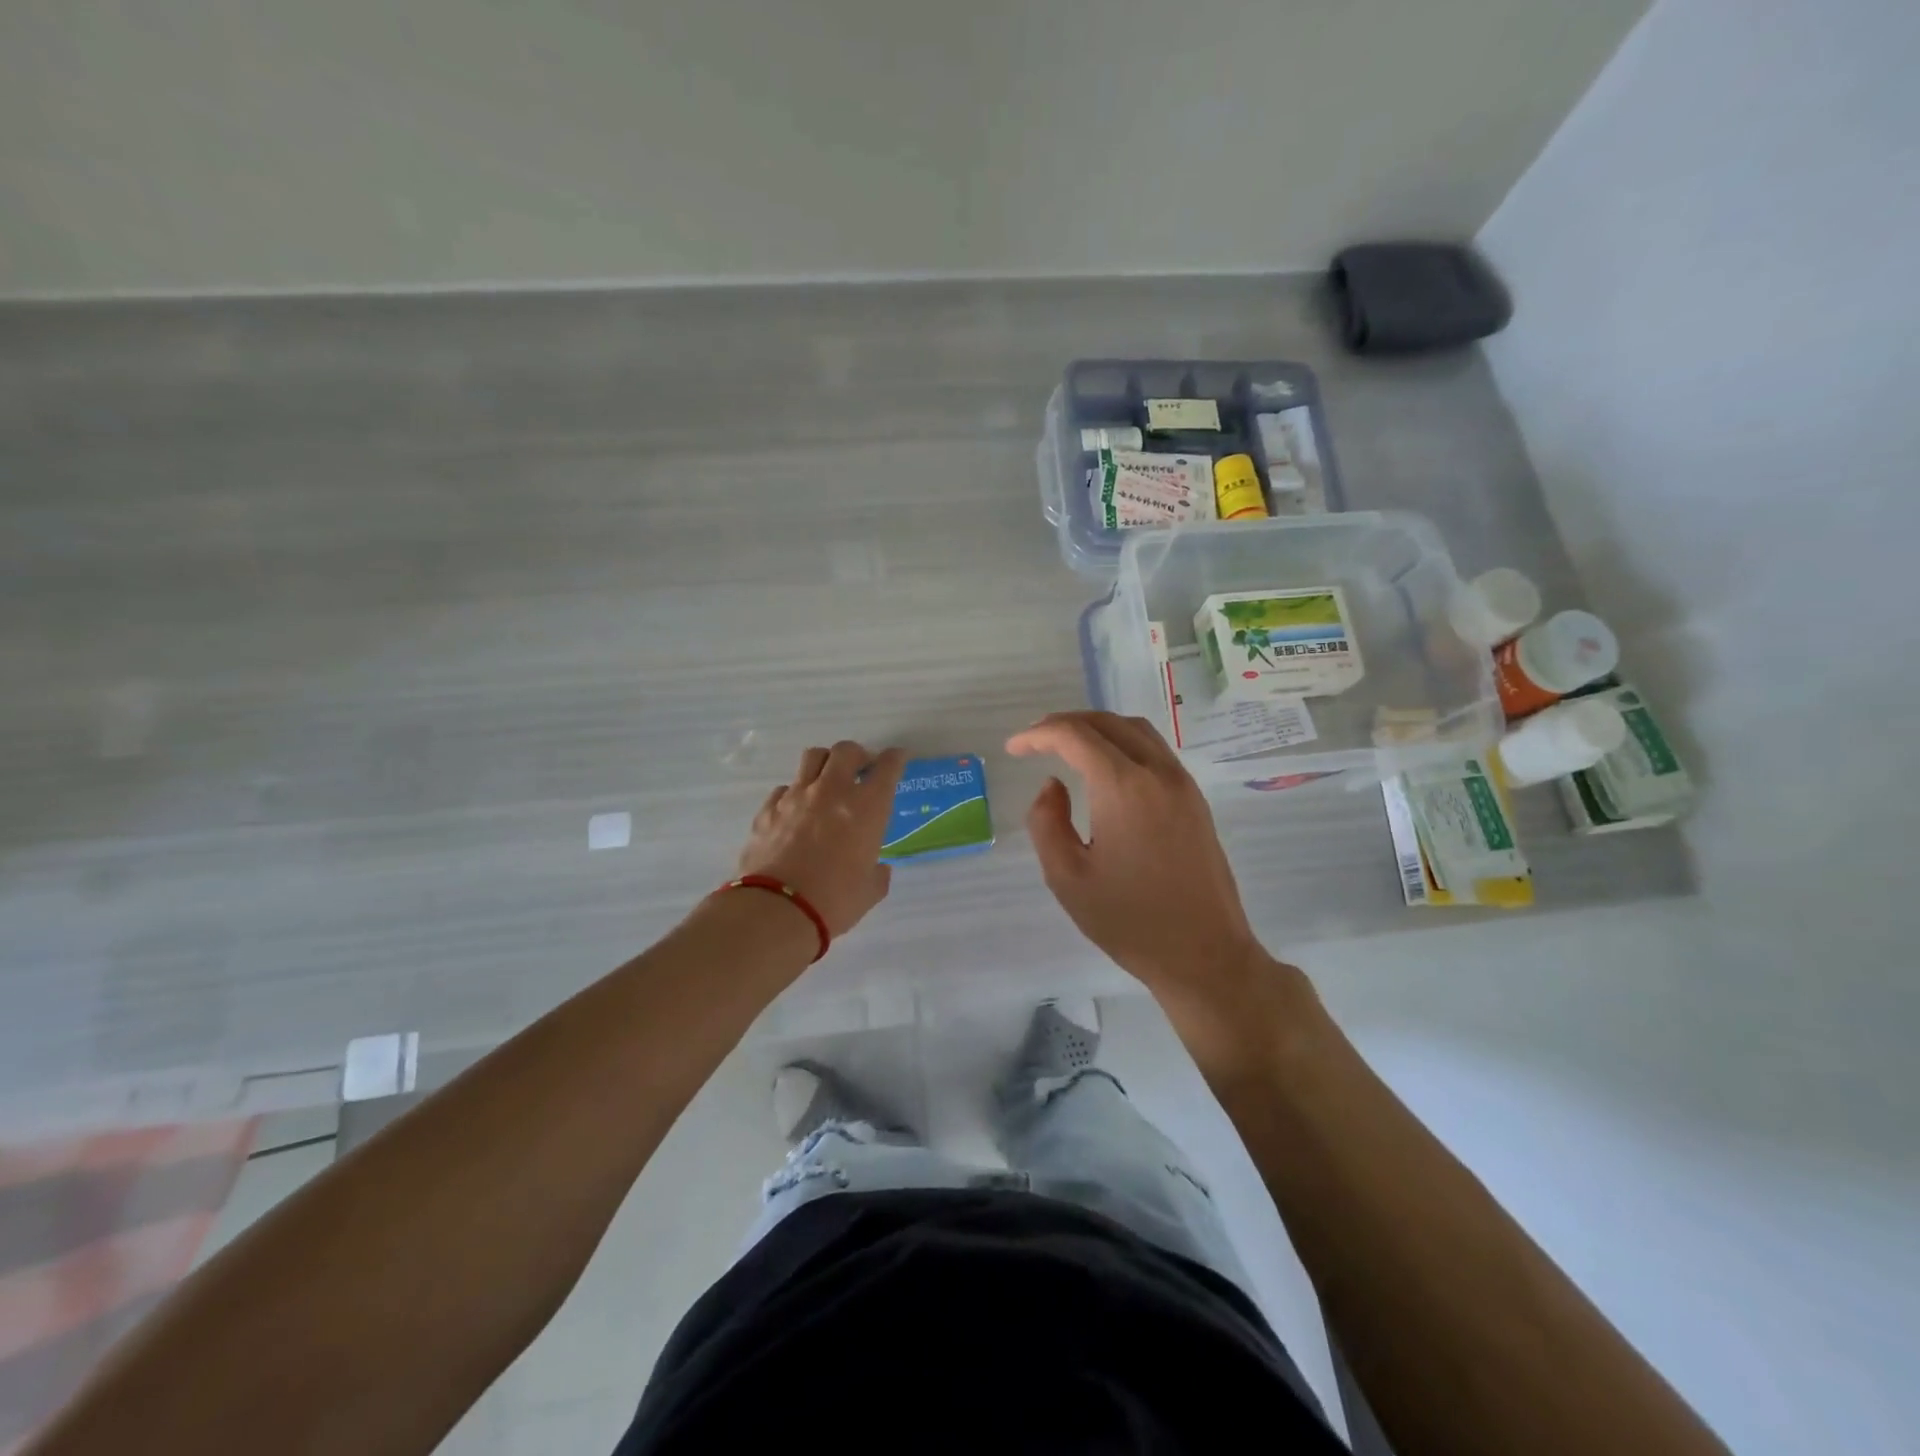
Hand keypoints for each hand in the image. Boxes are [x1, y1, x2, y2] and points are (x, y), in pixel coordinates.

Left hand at [737, 741, 905, 937]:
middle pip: (846, 751)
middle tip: (860, 770)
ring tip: (826, 781)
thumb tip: (878, 868)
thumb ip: (877, 874)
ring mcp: (796, 796)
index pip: (887, 767)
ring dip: (825, 764)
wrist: (776, 910)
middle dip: (857, 755)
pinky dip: (795, 793)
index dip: (895, 758)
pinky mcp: (768, 809)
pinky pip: (784, 788)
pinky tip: (796, 811)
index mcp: (867, 807)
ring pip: (812, 757)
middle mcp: (832, 791)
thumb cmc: (834, 901)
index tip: (897, 758)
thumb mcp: (869, 891)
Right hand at [1006, 711, 1268, 1007]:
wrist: (1205, 955)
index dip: (1038, 735)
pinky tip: (1105, 768)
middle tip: (1034, 741)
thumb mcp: (1067, 878)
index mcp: (1123, 787)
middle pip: (1107, 723)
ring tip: (1066, 747)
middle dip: (1066, 724)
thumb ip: (1047, 822)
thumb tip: (1052, 785)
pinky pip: (1155, 751)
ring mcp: (1182, 784)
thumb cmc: (1130, 921)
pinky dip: (1123, 743)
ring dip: (1097, 729)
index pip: (1075, 736)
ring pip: (1136, 731)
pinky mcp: (1195, 800)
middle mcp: (1157, 773)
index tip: (1013, 749)